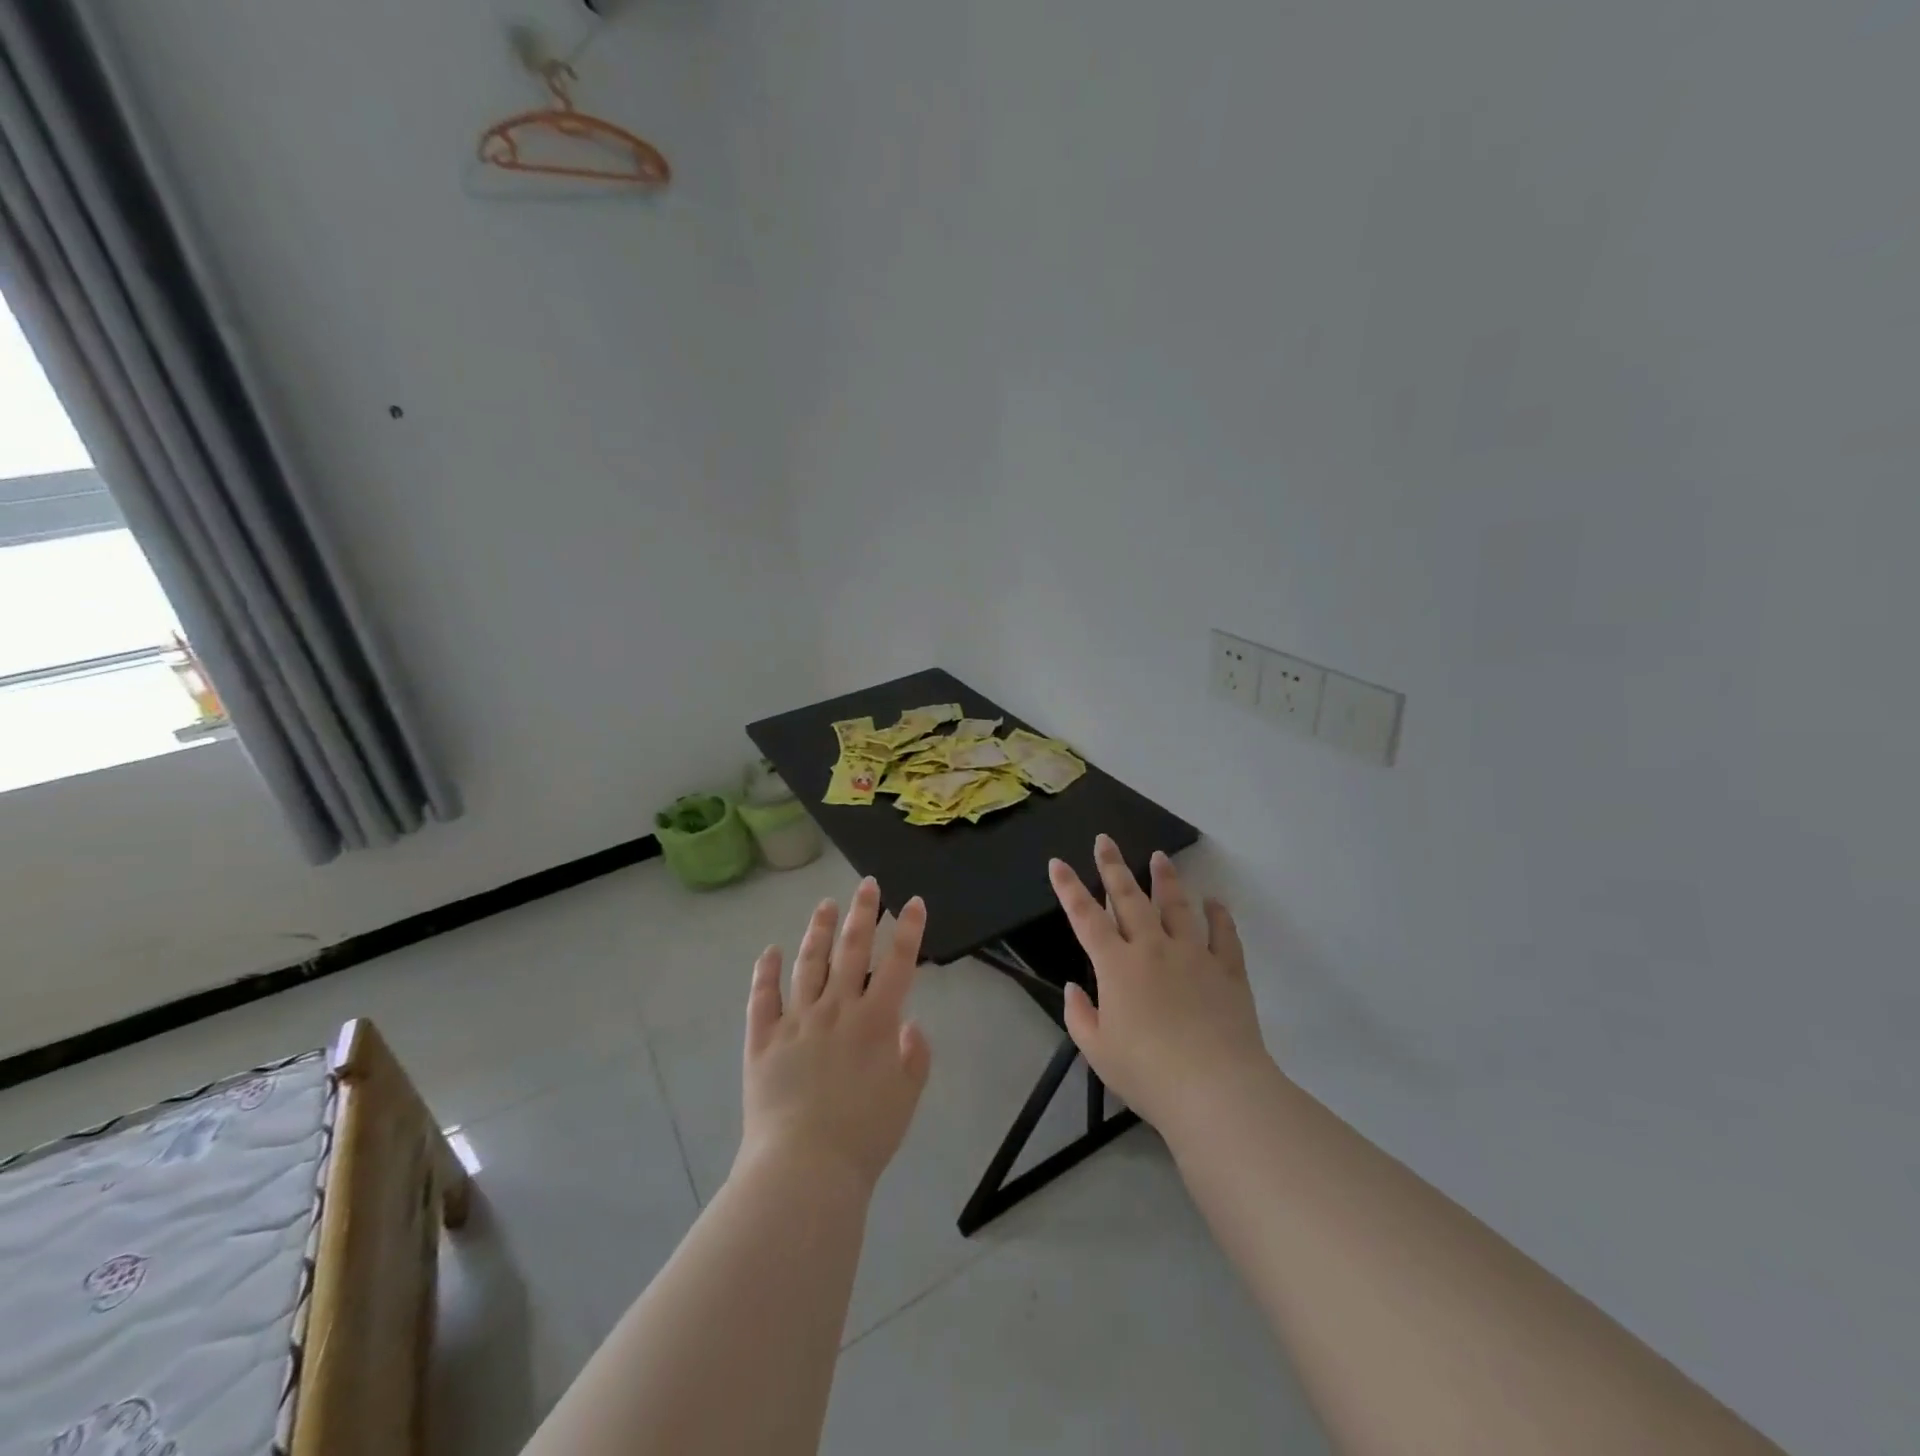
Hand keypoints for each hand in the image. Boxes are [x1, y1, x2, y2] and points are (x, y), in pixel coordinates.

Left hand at [738, 878, 933, 1192]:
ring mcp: (796, 1021)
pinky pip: (763, 998)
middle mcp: (836, 1010)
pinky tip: (770, 951)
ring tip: (825, 905)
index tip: (913, 901)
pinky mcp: (763, 1039)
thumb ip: (914, 1057)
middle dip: (863, 913)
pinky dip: (766, 972)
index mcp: (876, 1022)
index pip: (898, 963)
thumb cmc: (864, 1137)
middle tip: (867, 885)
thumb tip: (909, 1022)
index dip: (909, 930)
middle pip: (852, 950)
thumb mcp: (906, 1099)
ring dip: (819, 931)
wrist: (804, 1169)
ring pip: (809, 963)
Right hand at [1050, 836, 1276, 1138]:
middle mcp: (1152, 948)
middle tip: (1105, 839)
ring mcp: (1193, 955)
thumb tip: (1074, 988)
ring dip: (1165, 879)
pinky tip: (1214, 901)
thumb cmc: (1148, 1072)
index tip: (1058, 862)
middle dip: (1113, 867)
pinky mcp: (1227, 970)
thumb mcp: (1097, 1051)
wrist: (1215, 1089)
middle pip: (1129, 898)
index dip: (1069, 888)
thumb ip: (1080, 1015)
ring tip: (1160, 856)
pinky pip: (1223, 934)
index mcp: (1117, 965)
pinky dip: (1218, 915)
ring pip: (1176, 906)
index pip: (1086, 917)